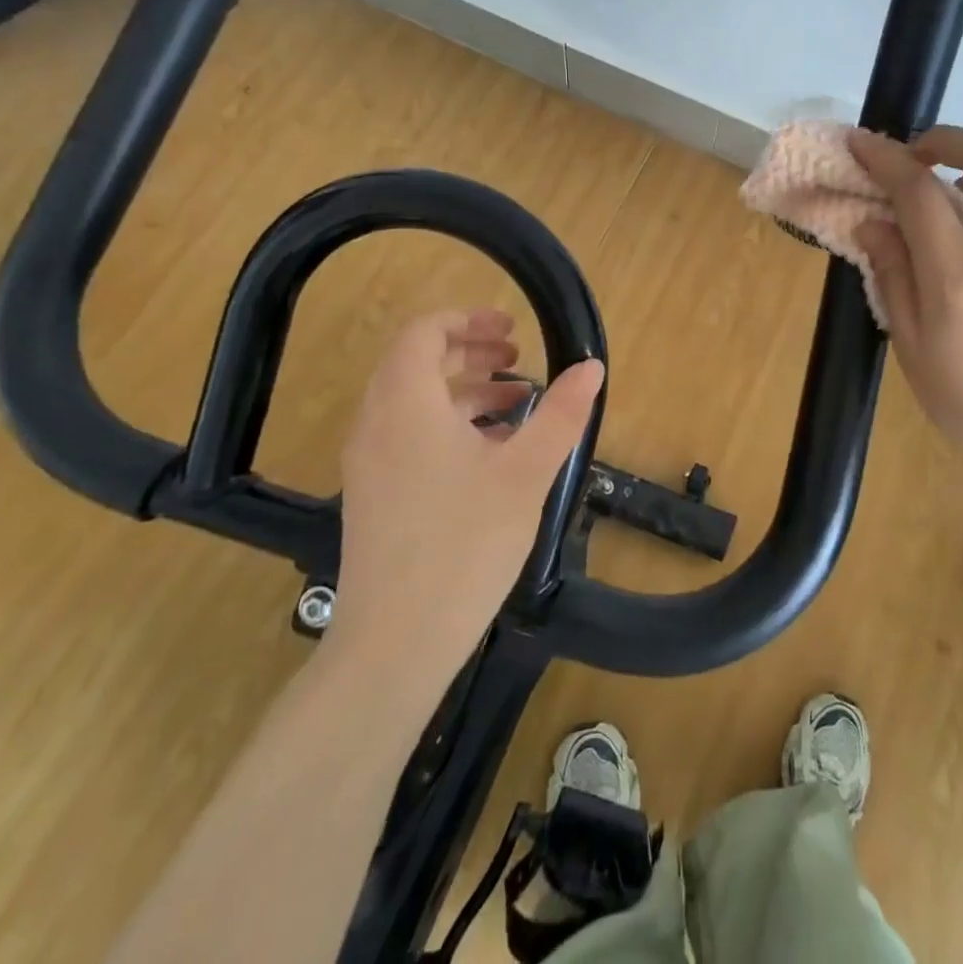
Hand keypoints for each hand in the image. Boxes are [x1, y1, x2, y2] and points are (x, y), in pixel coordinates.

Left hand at [329, 308, 603, 666]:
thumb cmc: (464, 544)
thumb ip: (561, 414)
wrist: (395, 644)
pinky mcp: (374, 496)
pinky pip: (409, 436)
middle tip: (518, 356)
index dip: (467, 320)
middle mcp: (377, 424)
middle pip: (417, 363)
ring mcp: (370, 463)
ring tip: (517, 402)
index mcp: (406, 405)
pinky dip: (449, 425)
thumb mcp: (526, 473)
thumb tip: (592, 367)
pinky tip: (493, 453)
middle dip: (470, 351)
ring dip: (464, 390)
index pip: (423, 333)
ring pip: (414, 402)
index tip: (511, 328)